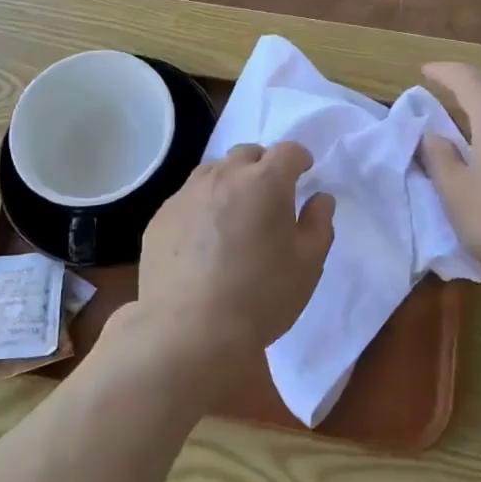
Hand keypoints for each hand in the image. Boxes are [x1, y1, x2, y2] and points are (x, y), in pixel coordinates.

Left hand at [130, 142, 335, 381]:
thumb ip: (318, 223)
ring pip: (213, 172)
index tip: (304, 172)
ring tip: (234, 213)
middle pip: (247, 154)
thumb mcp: (308, 265)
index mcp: (265, 182)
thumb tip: (320, 198)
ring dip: (229, 181)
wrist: (189, 330)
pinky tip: (203, 239)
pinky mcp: (160, 217)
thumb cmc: (261, 296)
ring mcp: (186, 195)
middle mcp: (223, 177)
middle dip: (263, 165)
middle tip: (270, 195)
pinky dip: (201, 206)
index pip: (288, 150)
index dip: (299, 158)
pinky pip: (187, 198)